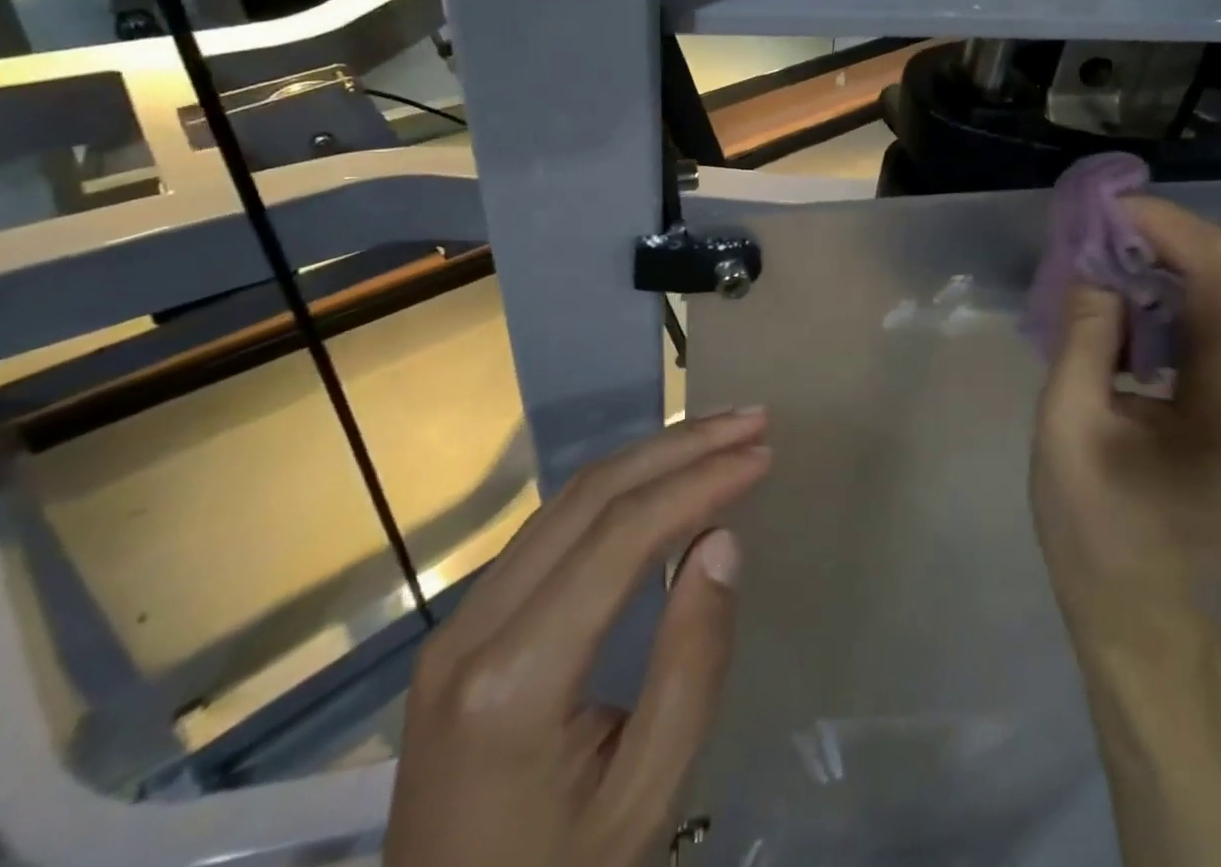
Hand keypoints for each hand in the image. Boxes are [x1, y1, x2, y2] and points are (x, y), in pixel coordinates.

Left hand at [385, 408, 771, 866]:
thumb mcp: (644, 800)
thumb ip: (690, 665)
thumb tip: (722, 540)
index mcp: (512, 682)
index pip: (620, 537)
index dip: (698, 481)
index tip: (761, 453)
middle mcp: (472, 628)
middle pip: (589, 497)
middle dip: (679, 446)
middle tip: (750, 421)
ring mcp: (458, 622)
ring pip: (566, 501)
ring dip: (649, 456)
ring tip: (718, 435)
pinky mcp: (464, 626)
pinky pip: (550, 530)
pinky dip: (617, 490)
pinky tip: (661, 479)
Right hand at [1029, 200, 1220, 866]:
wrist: (1151, 627)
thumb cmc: (1098, 537)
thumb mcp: (1066, 431)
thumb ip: (1083, 336)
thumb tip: (1094, 265)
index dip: (1166, 225)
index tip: (1103, 212)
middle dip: (1179, 235)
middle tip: (1109, 243)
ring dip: (1188, 261)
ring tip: (1119, 273)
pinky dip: (1197, 294)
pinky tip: (1145, 315)